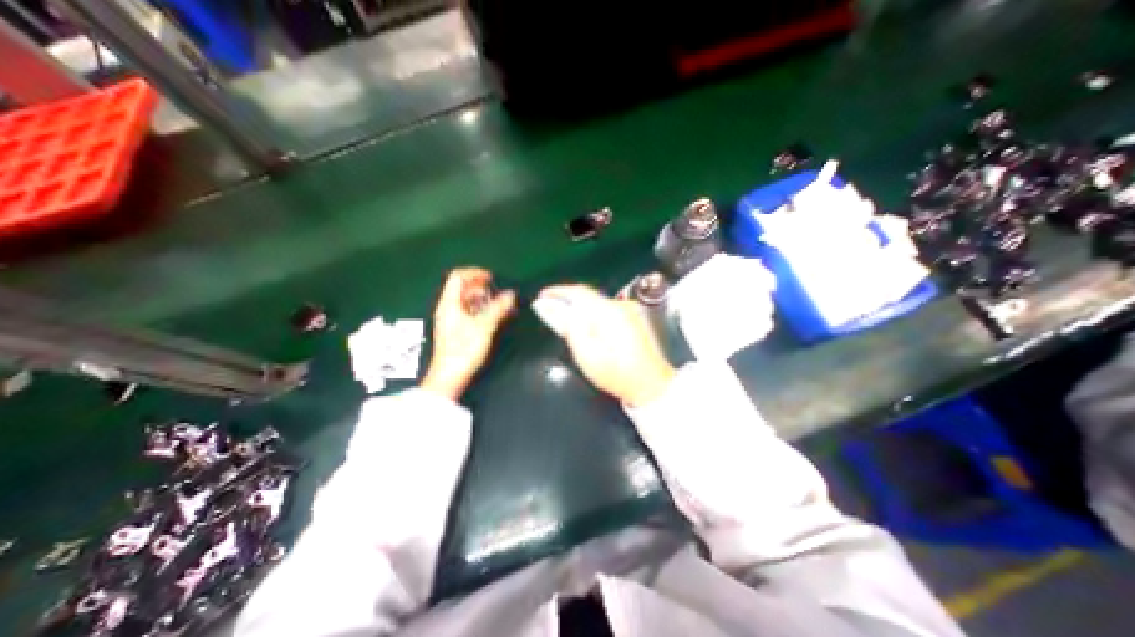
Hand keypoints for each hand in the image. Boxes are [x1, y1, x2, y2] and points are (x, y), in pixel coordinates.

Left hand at [421, 266, 516, 398]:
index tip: (493, 278)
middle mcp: (448, 308)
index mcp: (449, 303)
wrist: (450, 376)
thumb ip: (498, 308)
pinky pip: (469, 311)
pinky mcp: (456, 329)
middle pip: (463, 288)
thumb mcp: (484, 326)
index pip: (458, 277)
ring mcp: (451, 319)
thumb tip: (510, 294)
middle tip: (499, 292)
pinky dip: (481, 309)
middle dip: (482, 287)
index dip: (475, 273)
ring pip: (467, 300)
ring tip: (501, 304)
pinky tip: (494, 316)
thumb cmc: (464, 349)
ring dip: (484, 299)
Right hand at [535, 285, 672, 404]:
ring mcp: (629, 312)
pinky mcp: (632, 320)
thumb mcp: (585, 352)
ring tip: (562, 318)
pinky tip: (585, 326)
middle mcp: (619, 306)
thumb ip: (567, 325)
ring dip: (578, 307)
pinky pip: (605, 310)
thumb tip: (546, 306)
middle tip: (548, 310)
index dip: (557, 291)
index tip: (541, 295)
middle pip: (587, 296)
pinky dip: (590, 314)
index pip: (578, 291)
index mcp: (607, 311)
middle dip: (566, 300)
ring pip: (596, 303)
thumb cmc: (616, 373)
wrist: (650, 386)